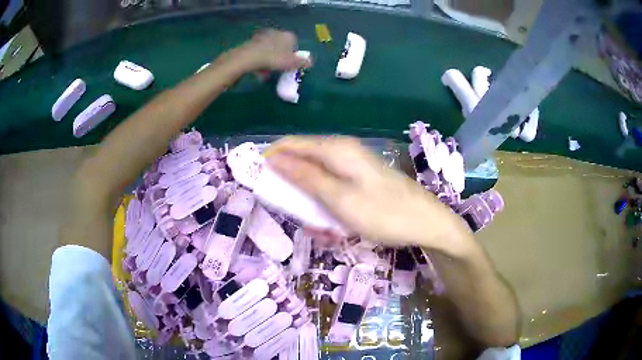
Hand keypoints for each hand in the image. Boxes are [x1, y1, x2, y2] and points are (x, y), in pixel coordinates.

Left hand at [236, 29, 310, 71]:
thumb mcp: (291, 63)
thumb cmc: (273, 59)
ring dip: (269, 58)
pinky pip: (259, 51)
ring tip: (266, 71)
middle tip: (278, 68)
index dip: (292, 54)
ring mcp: (263, 35)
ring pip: (269, 48)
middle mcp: (276, 32)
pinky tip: (257, 68)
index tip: (289, 64)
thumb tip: (311, 62)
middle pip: (281, 45)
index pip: (294, 43)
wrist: (249, 57)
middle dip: (280, 56)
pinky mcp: (251, 41)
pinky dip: (260, 58)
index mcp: (288, 35)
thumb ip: (301, 62)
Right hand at [267, 136, 466, 247]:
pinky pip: (332, 190)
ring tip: (324, 230)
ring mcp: (352, 166)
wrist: (426, 223)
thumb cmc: (383, 213)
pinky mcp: (359, 180)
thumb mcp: (338, 198)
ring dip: (312, 204)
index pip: (290, 145)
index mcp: (335, 149)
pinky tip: (336, 229)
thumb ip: (305, 177)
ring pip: (317, 180)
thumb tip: (274, 159)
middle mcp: (342, 152)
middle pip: (302, 162)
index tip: (255, 182)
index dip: (269, 160)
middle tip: (297, 216)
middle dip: (293, 189)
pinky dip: (327, 208)